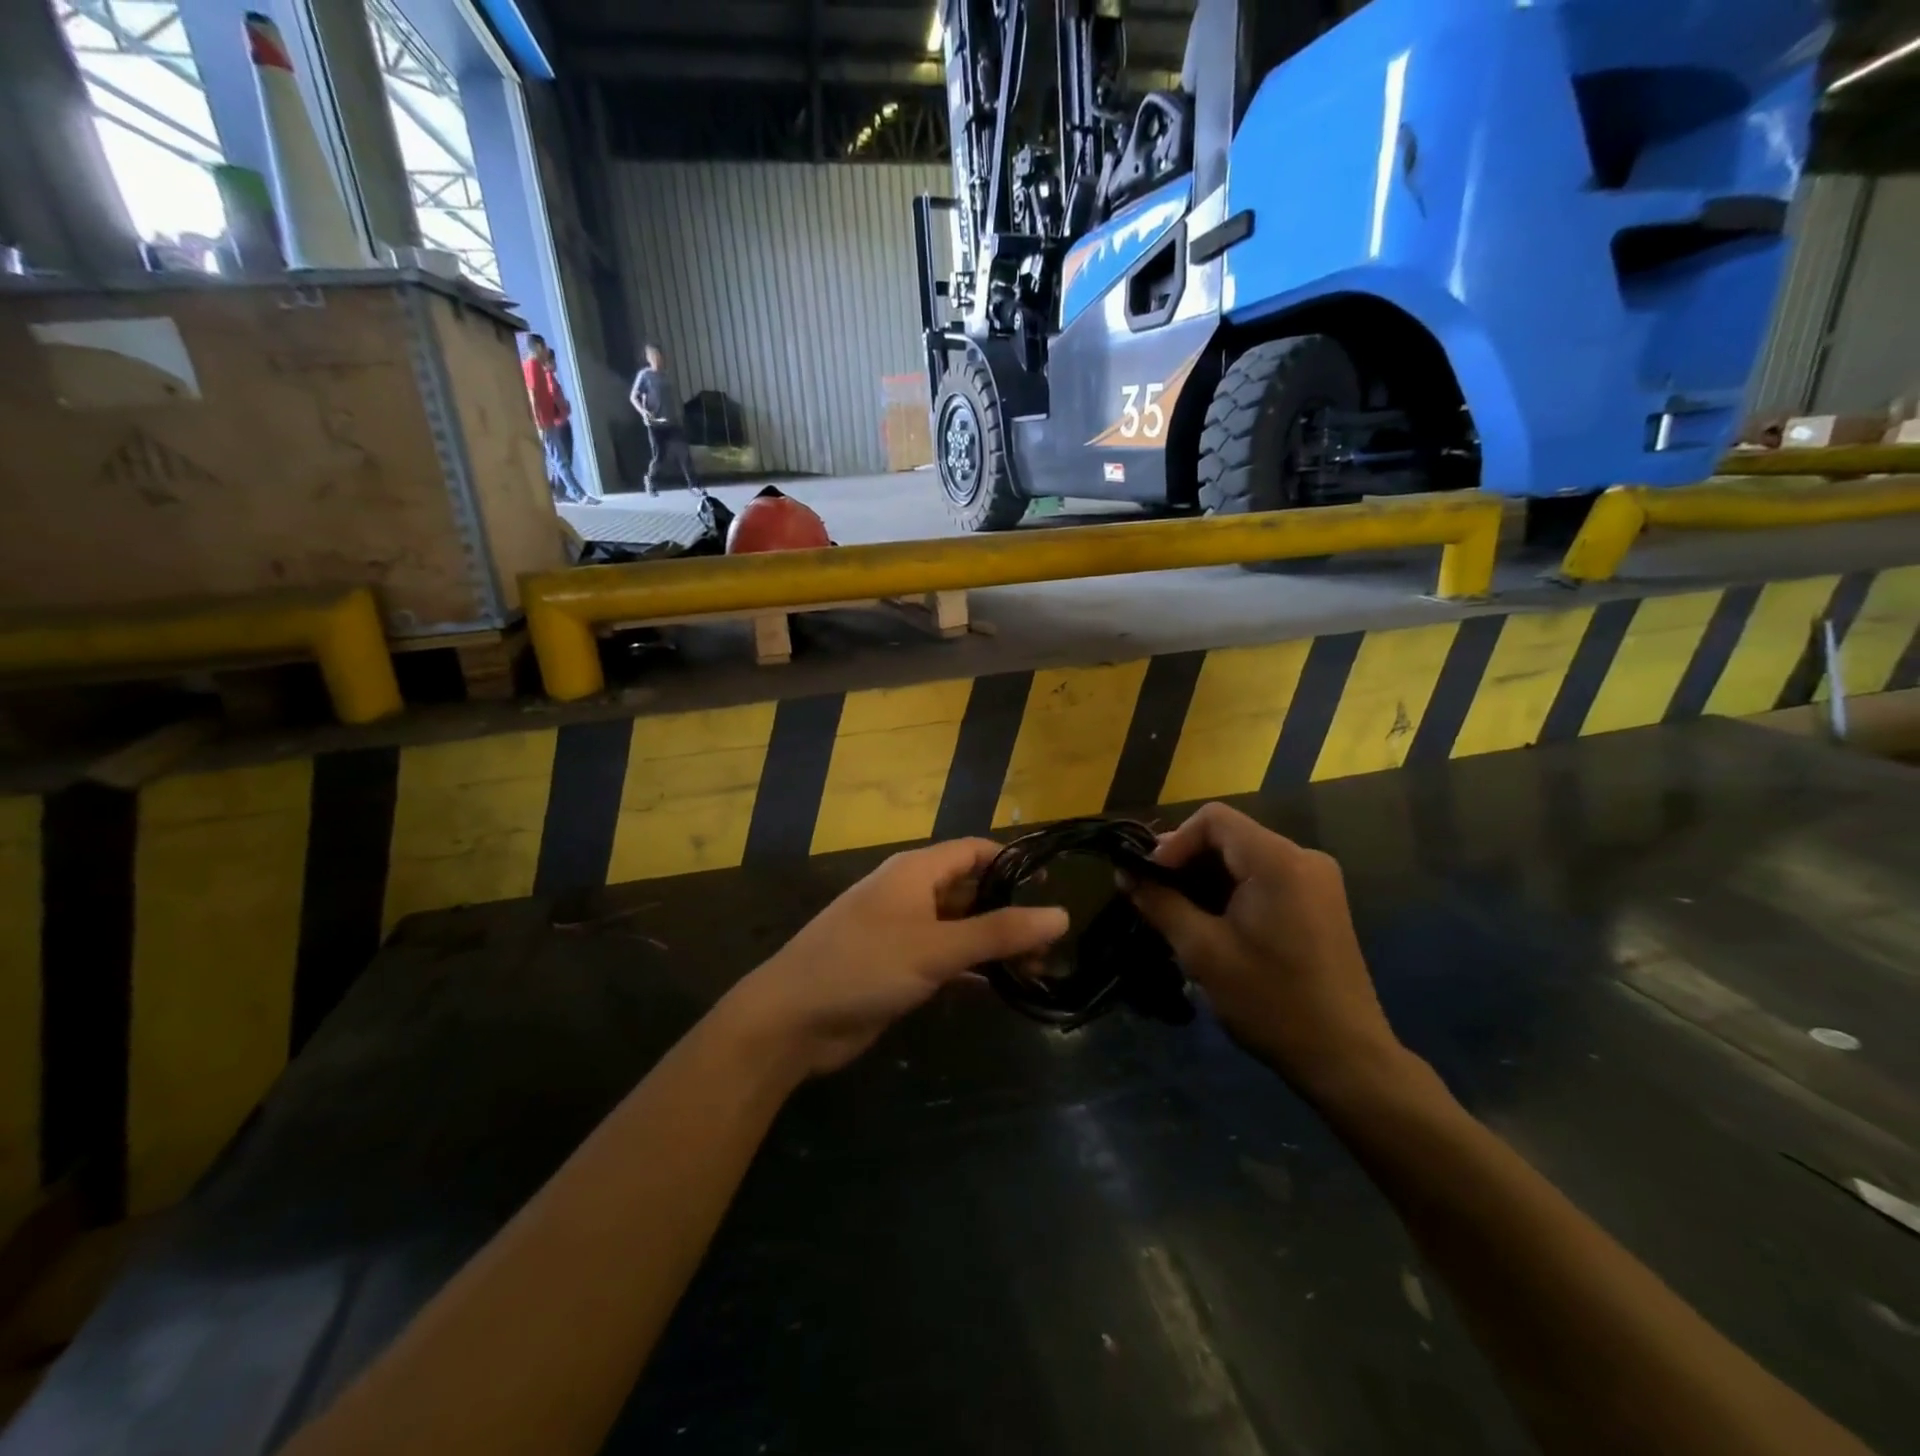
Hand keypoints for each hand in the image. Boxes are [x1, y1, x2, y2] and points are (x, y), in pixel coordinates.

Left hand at [725, 839, 1068, 1077]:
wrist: (792, 1019)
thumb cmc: (864, 965)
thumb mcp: (936, 947)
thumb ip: (999, 932)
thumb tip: (1061, 915)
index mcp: (915, 871)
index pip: (974, 851)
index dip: (1012, 863)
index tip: (1052, 885)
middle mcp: (910, 894)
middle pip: (970, 890)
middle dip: (1009, 911)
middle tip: (1053, 940)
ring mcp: (902, 932)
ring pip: (960, 929)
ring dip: (994, 945)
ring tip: (1039, 968)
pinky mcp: (897, 968)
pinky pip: (945, 960)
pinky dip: (972, 970)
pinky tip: (1003, 988)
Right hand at [1123, 803, 1407, 1101]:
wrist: (1344, 1057)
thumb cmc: (1270, 1001)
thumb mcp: (1203, 952)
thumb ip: (1161, 903)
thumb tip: (1125, 873)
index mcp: (1278, 861)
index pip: (1213, 819)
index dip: (1173, 841)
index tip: (1149, 878)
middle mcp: (1303, 858)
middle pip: (1229, 836)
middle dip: (1185, 861)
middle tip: (1152, 895)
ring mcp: (1316, 880)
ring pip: (1244, 857)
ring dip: (1205, 877)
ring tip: (1175, 912)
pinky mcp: (1318, 902)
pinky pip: (1263, 877)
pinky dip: (1230, 890)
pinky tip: (1210, 922)